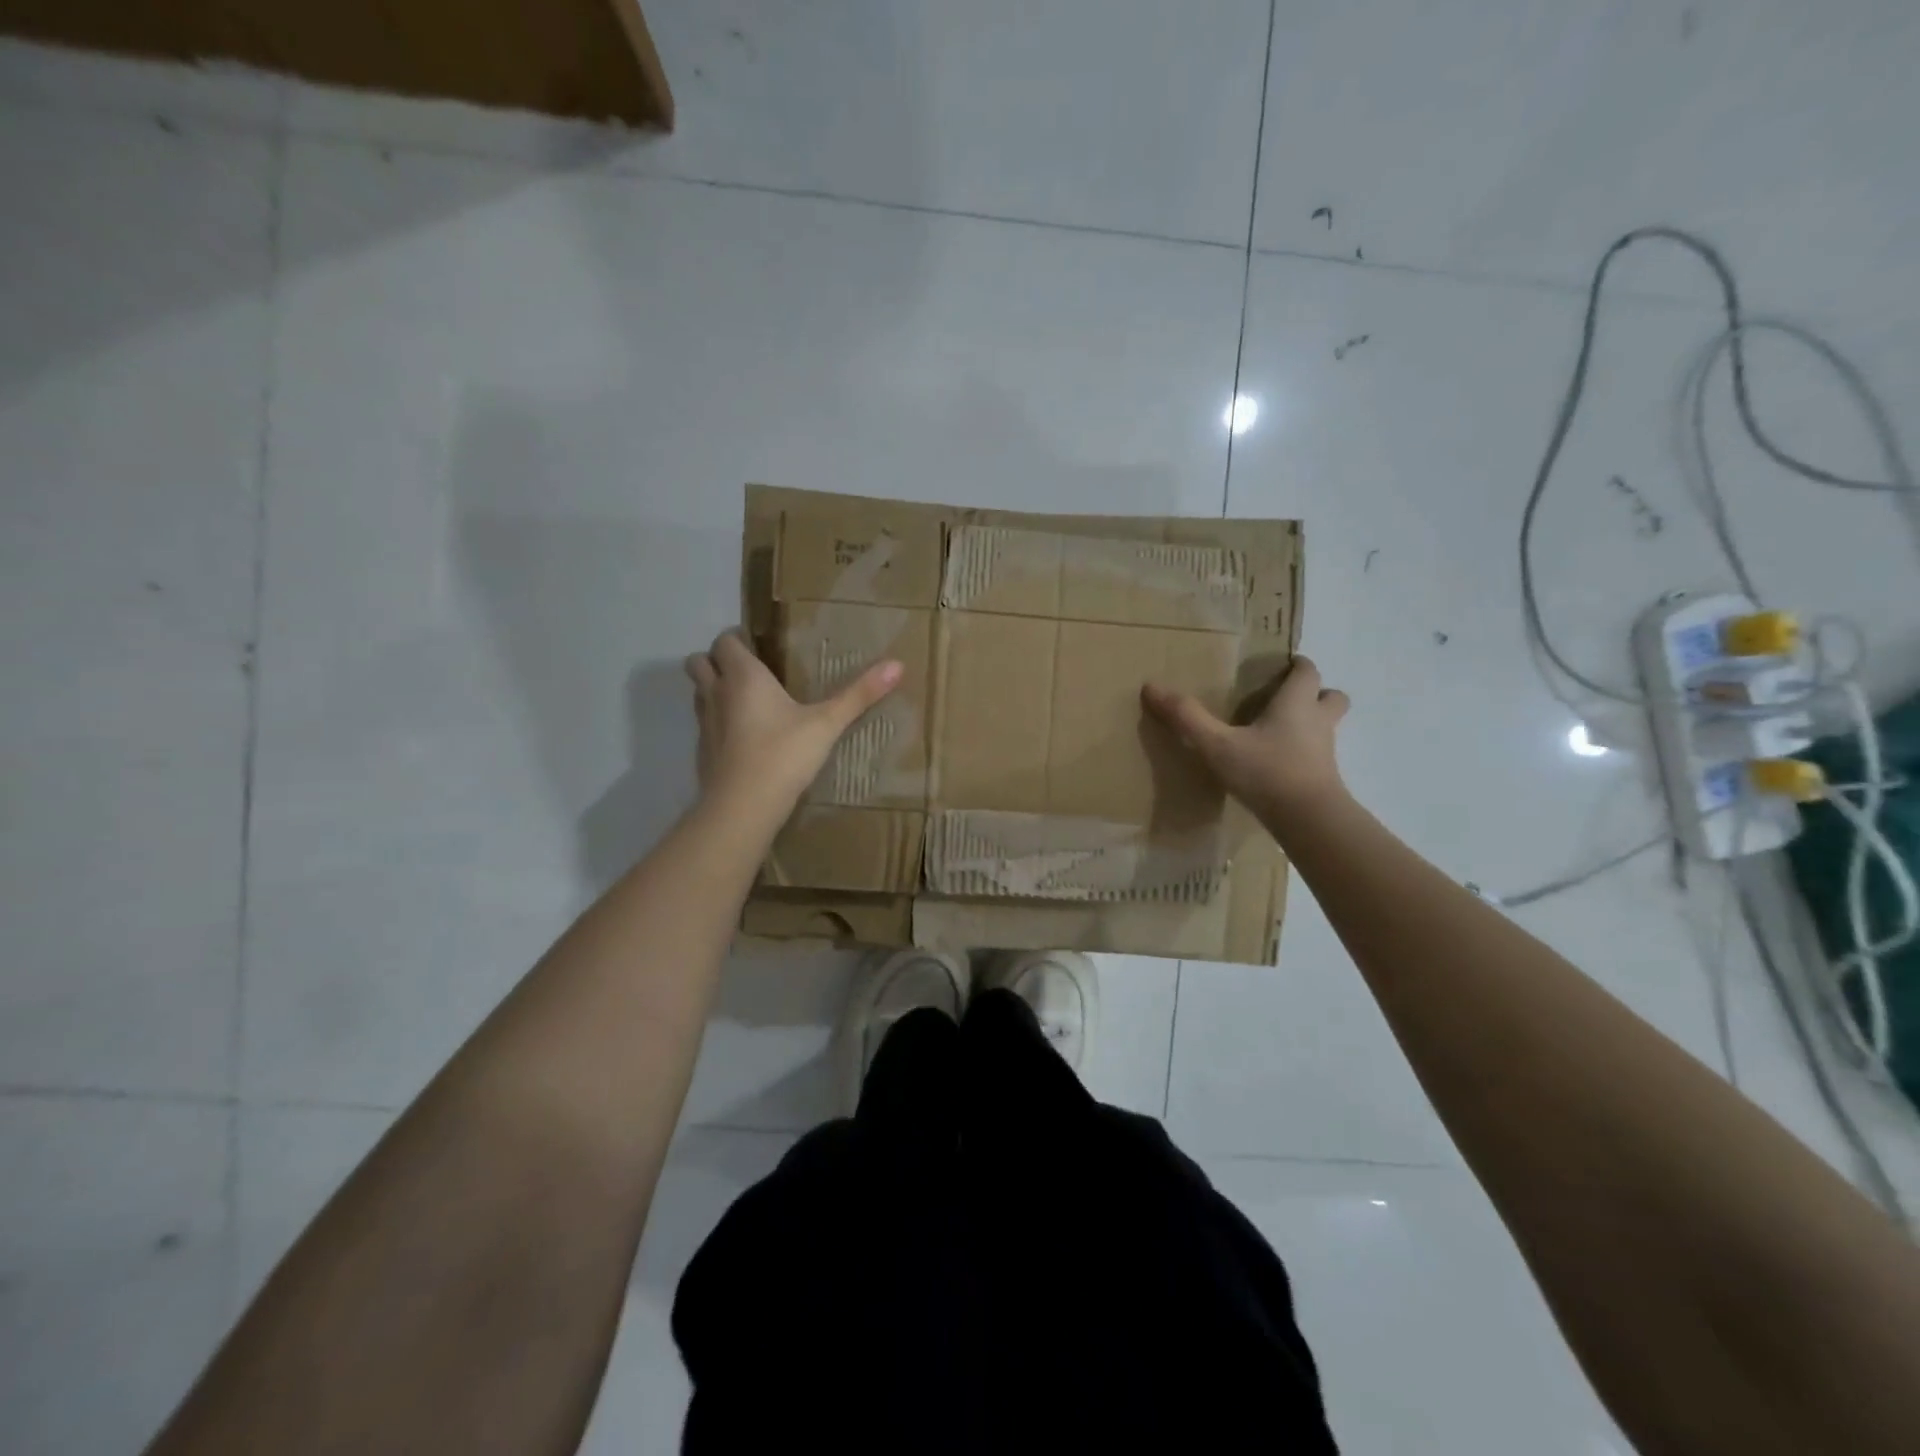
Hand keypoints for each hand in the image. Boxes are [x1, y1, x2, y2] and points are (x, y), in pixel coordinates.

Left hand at [684, 630, 901, 814]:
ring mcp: (705, 724)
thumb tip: (898, 665)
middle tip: (748, 669)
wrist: (743, 806)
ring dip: (714, 689)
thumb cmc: (783, 755)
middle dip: (716, 660)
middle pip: (698, 661)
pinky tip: (743, 738)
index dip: (736, 638)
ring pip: (698, 693)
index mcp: (743, 677)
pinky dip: (718, 723)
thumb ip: (859, 695)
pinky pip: (705, 725)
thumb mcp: (827, 724)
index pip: (724, 641)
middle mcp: (717, 693)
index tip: (758, 645)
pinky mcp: (702, 752)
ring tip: (746, 700)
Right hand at [1141, 655, 1350, 825]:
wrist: (1308, 820)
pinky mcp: (1324, 778)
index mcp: (1296, 703)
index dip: (1297, 665)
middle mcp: (1317, 721)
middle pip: (1332, 696)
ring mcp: (1325, 752)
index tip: (1283, 664)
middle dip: (1316, 692)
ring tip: (1281, 731)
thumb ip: (1187, 717)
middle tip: (1287, 697)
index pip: (1307, 672)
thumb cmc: (1266, 771)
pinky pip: (1318, 756)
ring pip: (1328, 727)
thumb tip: (1151, 687)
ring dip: (1312, 723)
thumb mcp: (1217, 744)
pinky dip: (1304, 753)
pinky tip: (1279, 764)